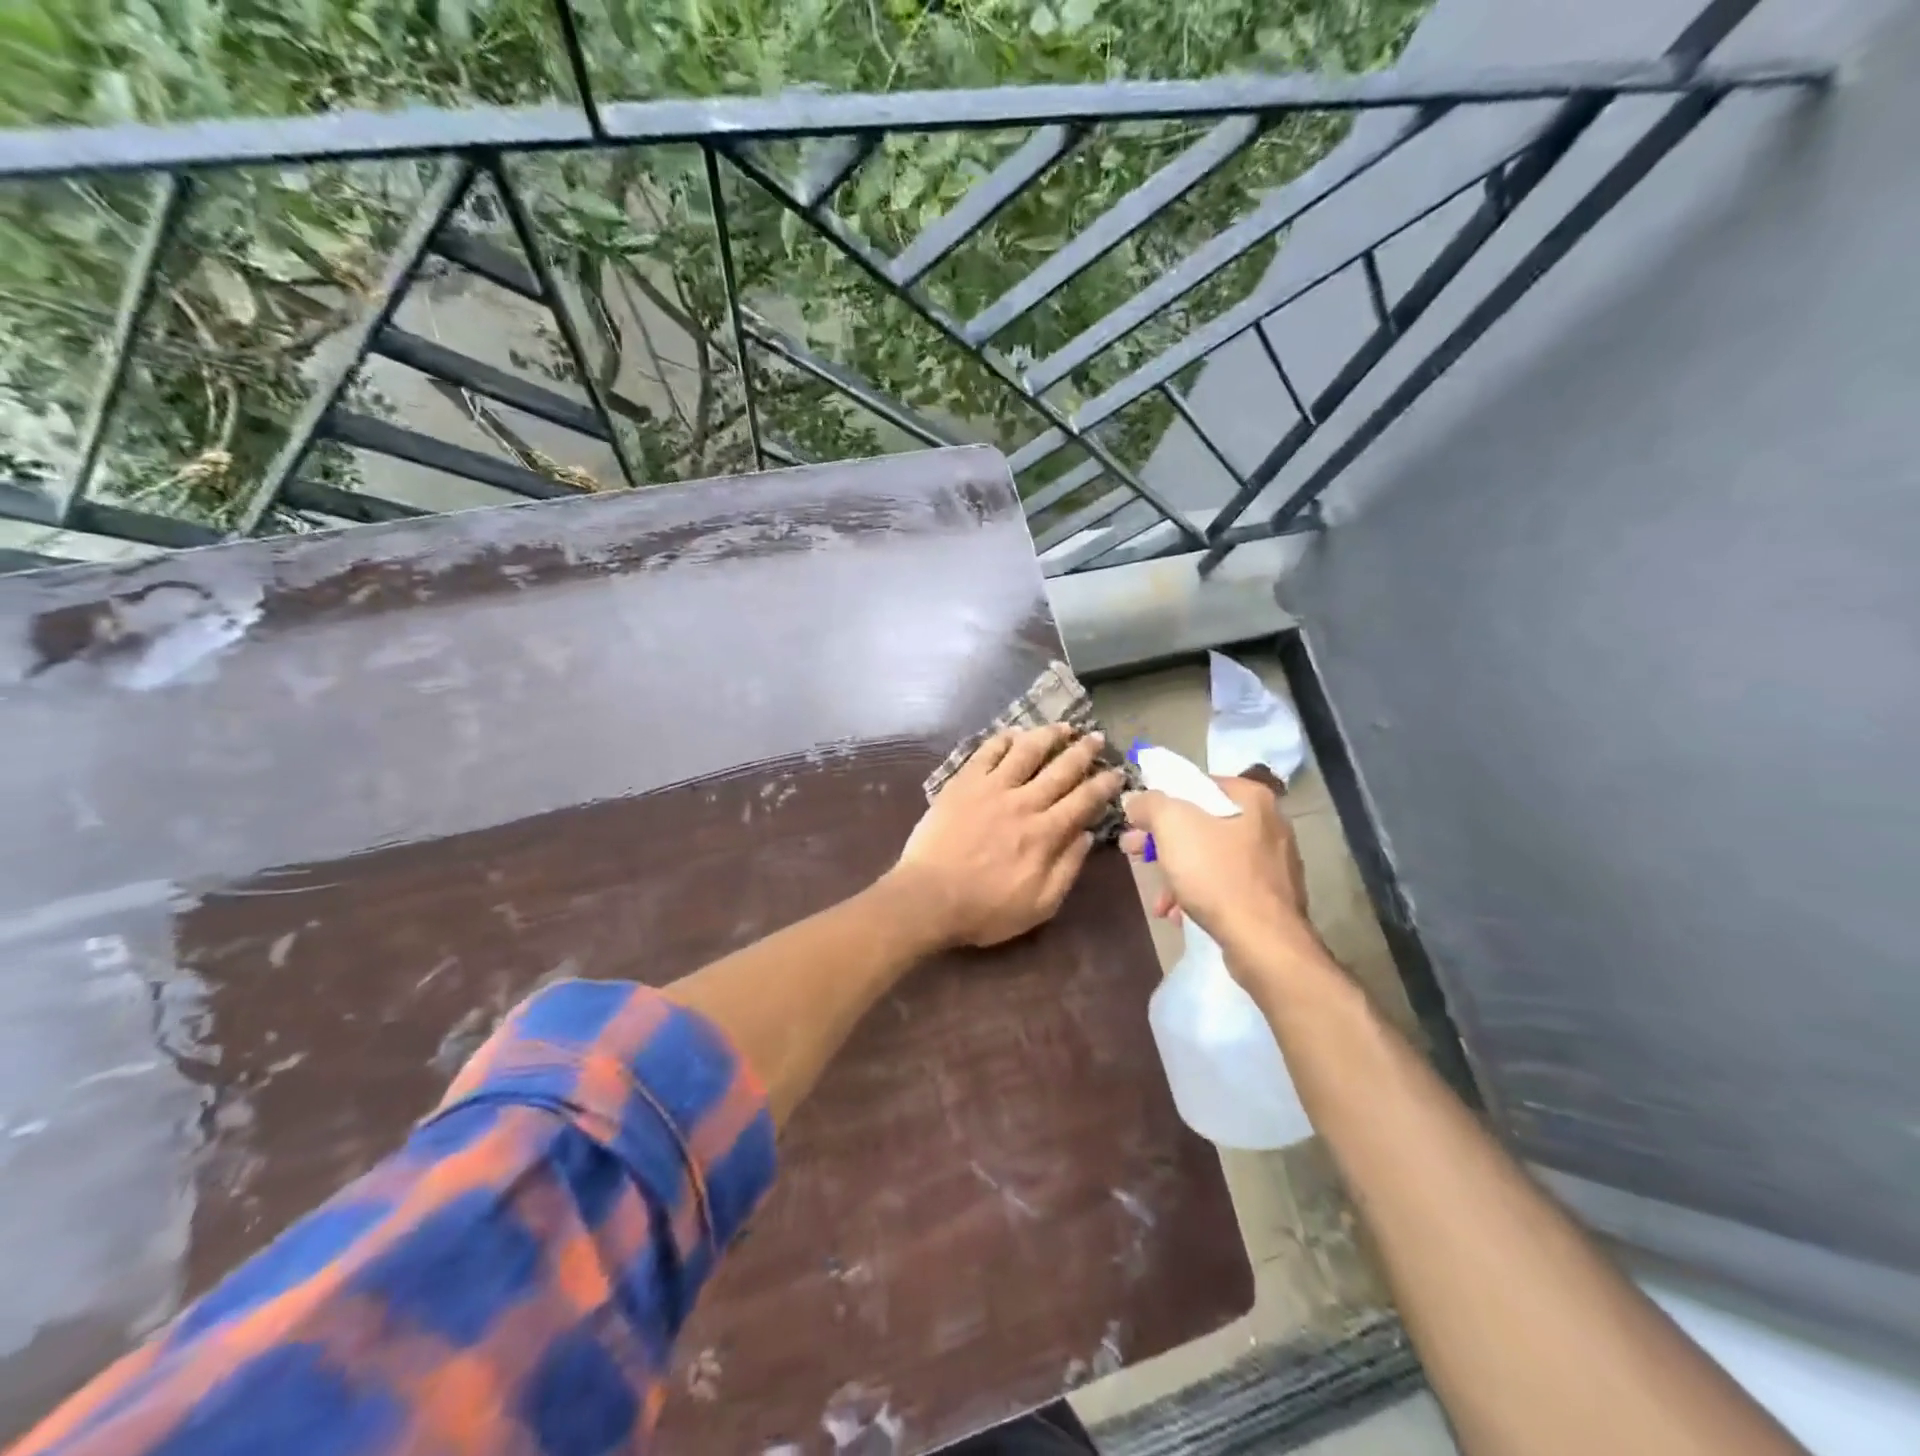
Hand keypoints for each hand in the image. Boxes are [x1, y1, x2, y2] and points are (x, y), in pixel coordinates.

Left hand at [887, 723, 1125, 949]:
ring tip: (1063, 727)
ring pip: (1027, 750)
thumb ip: (1067, 868)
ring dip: (1048, 735)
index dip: (1105, 784)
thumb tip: (1086, 834)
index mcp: (1046, 833)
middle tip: (1097, 738)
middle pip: (1061, 768)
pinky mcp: (963, 783)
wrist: (929, 897)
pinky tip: (1015, 733)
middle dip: (1084, 751)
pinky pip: (987, 752)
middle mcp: (1024, 802)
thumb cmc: (985, 909)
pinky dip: (1004, 739)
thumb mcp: (1040, 905)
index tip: (1117, 772)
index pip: (1084, 800)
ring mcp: (992, 788)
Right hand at [1119, 774, 1311, 958]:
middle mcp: (1269, 823)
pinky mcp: (1272, 896)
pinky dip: (1199, 893)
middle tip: (1135, 854)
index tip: (1136, 821)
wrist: (1264, 943)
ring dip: (1177, 872)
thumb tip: (1136, 799)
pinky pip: (1226, 884)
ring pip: (1211, 856)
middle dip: (1163, 841)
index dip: (1160, 800)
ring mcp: (1273, 862)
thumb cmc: (1217, 875)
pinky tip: (1179, 914)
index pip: (1196, 785)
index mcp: (1251, 798)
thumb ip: (1150, 803)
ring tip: (1158, 898)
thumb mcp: (1173, 826)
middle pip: (1201, 822)